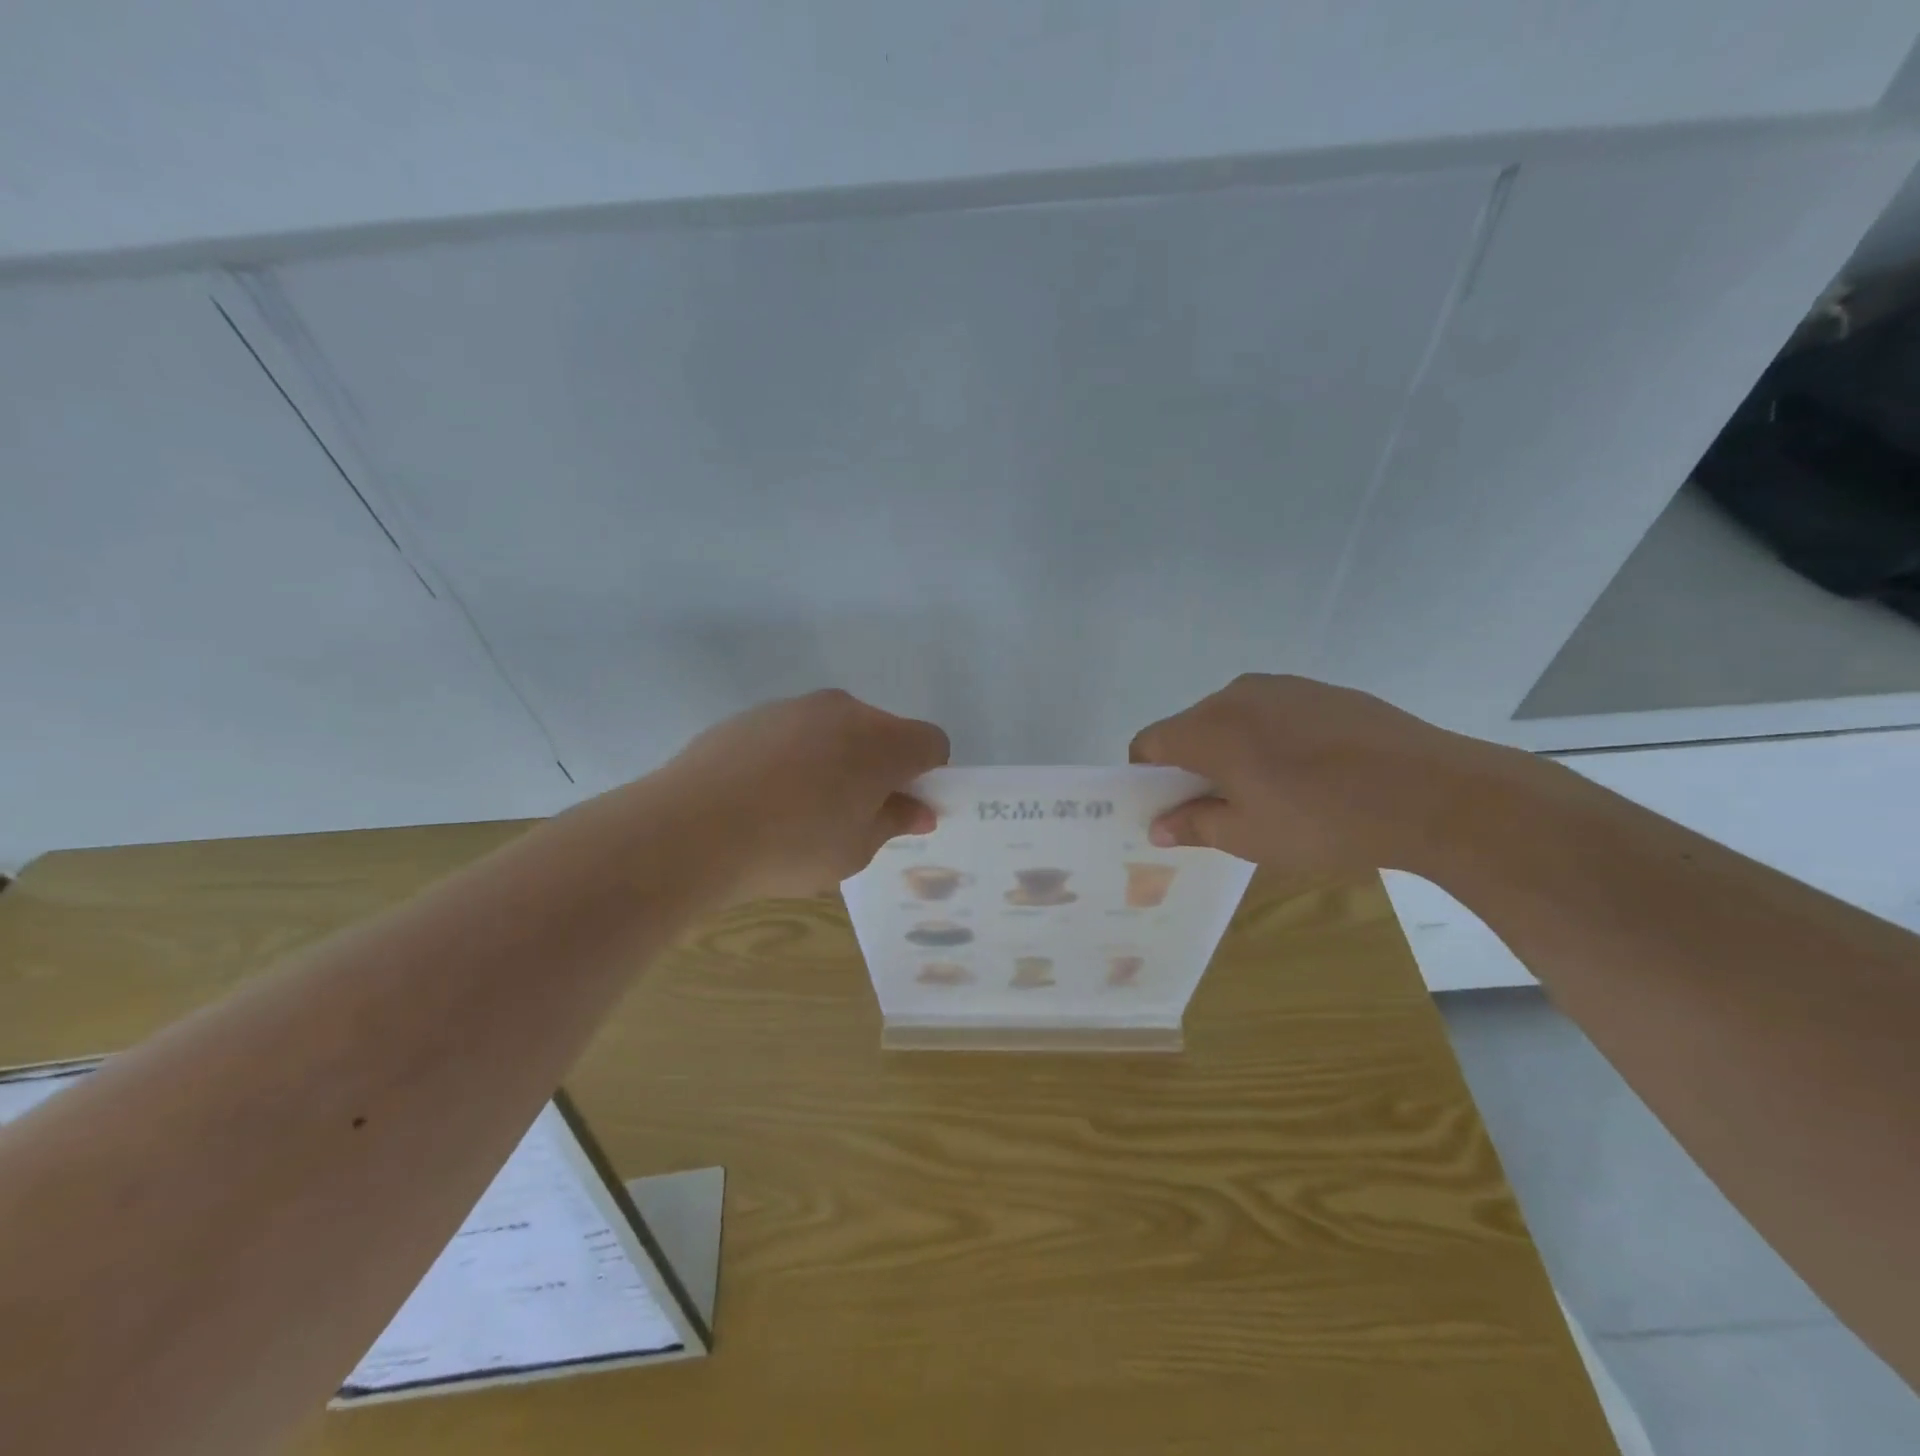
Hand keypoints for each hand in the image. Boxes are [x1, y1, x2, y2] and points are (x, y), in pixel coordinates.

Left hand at [659, 689, 949, 900]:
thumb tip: (918, 810)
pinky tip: (763, 796)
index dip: (927, 776)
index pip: (931, 743)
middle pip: (883, 732)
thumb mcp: (855, 849)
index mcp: (881, 741)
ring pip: (836, 729)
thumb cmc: (791, 846)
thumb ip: (894, 822)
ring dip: (836, 759)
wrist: (691, 828)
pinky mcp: (752, 714)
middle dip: (880, 767)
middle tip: (853, 814)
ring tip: (800, 809)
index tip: (902, 808)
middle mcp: (844, 710)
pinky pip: (793, 732)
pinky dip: (794, 756)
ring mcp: (794, 707)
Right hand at [1129, 674, 1526, 879]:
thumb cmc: (1323, 821)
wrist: (1432, 793)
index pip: (1150, 742)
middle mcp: (1237, 695)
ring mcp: (1283, 686)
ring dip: (1234, 750)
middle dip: (1193, 764)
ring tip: (1272, 791)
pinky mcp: (1323, 690)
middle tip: (1223, 807)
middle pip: (1190, 727)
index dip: (1148, 776)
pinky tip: (1311, 772)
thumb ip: (1193, 826)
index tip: (1172, 807)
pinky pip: (1274, 712)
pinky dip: (1272, 738)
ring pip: (1234, 718)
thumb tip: (1157, 827)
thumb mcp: (1249, 837)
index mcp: (1209, 728)